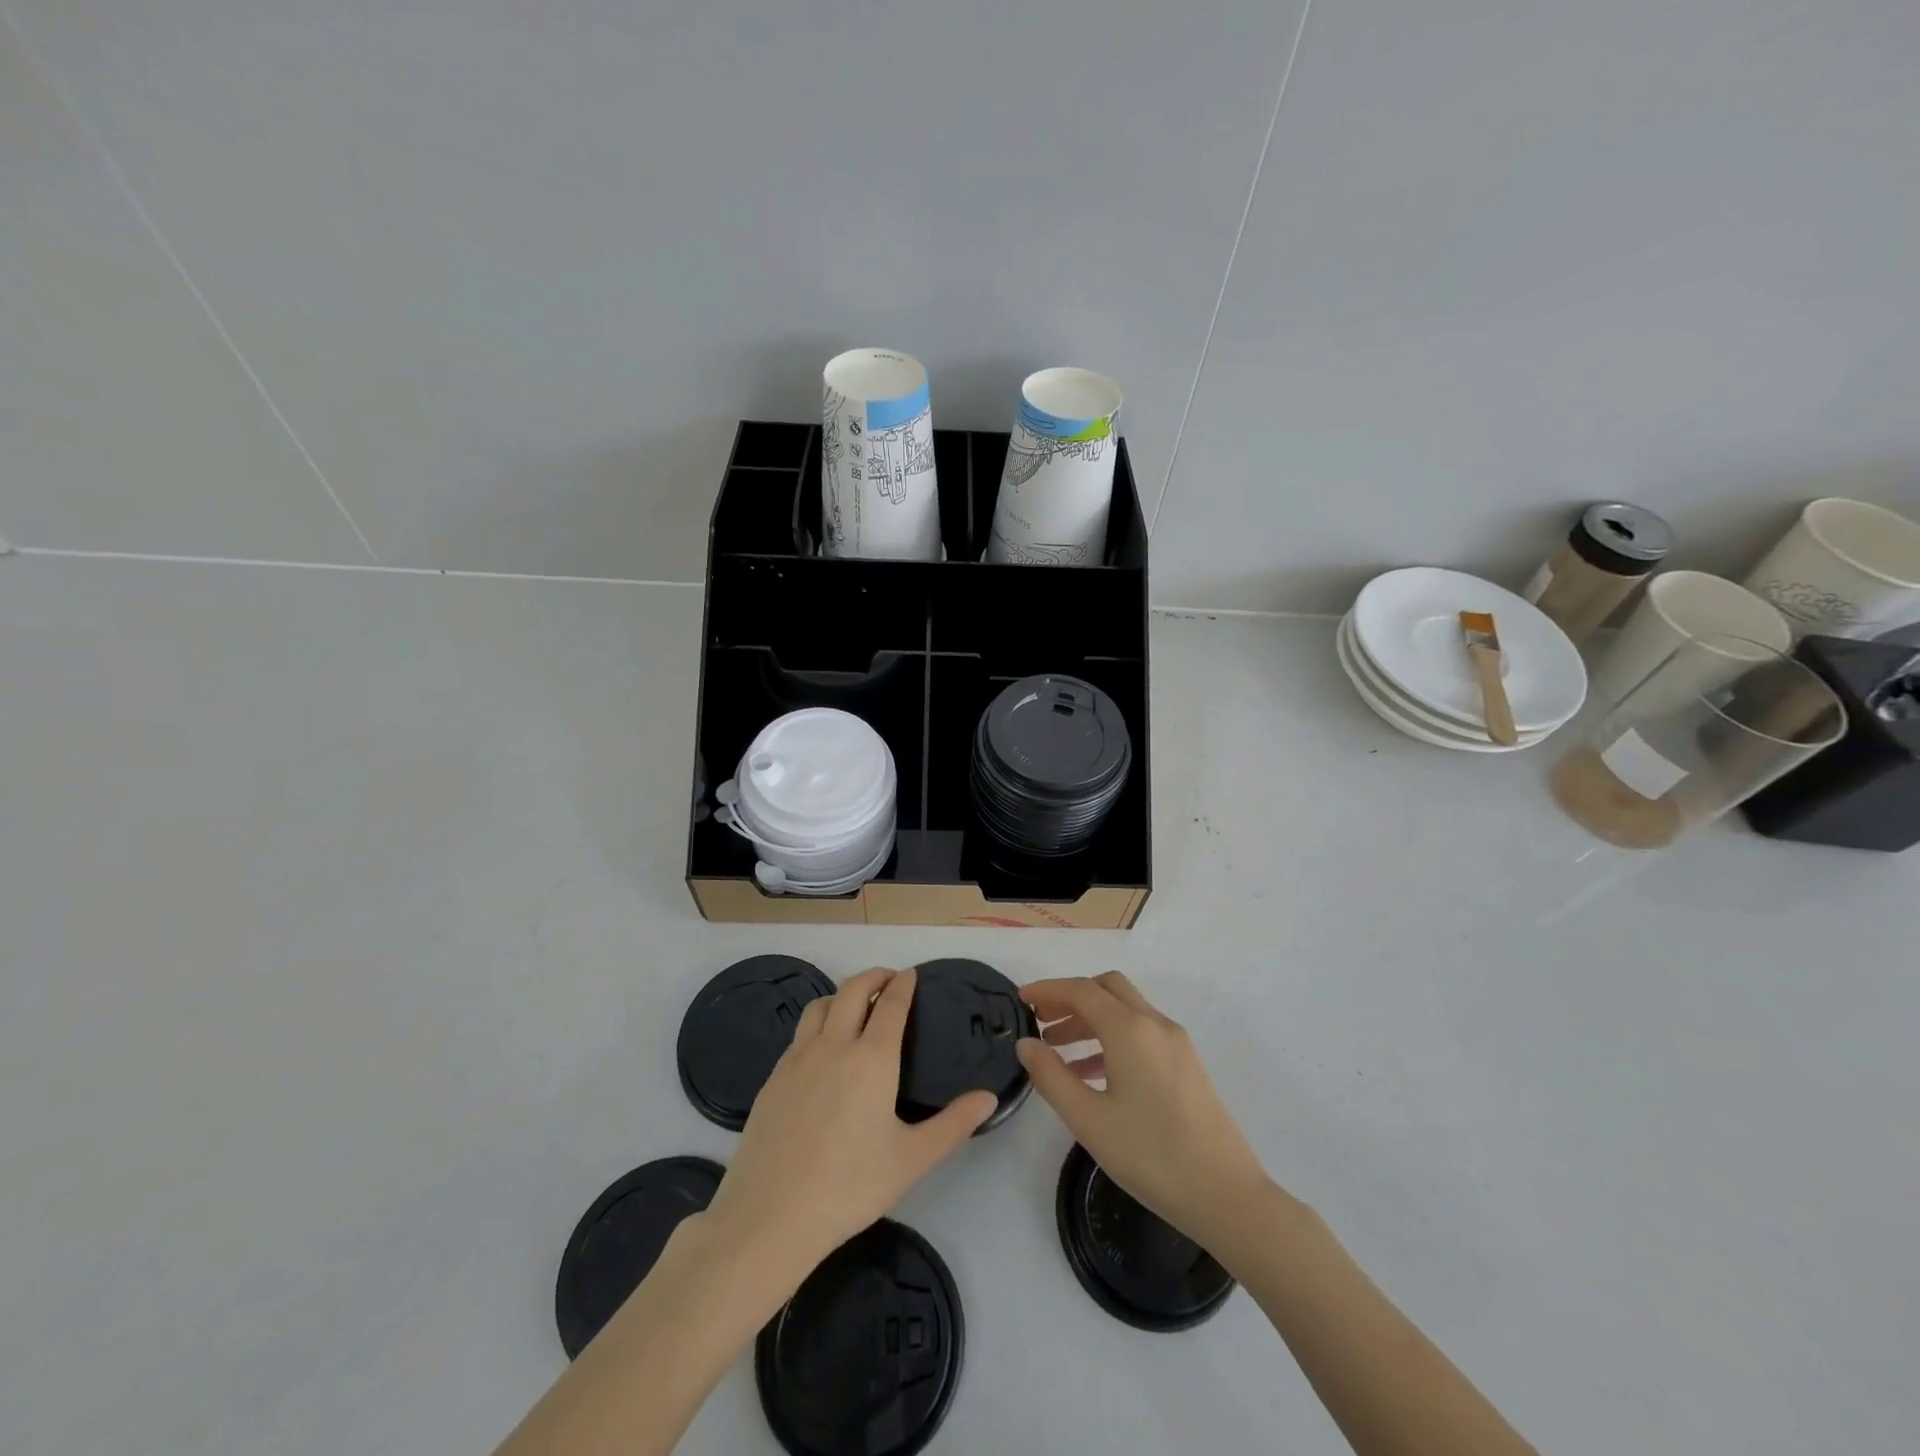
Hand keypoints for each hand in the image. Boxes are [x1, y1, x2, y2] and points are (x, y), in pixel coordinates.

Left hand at [703, 968, 997, 1288]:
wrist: (770, 1216)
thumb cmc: (850, 1187)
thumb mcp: (912, 1160)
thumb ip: (954, 1125)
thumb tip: (990, 1097)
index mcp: (872, 1058)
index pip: (891, 1004)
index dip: (903, 984)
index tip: (912, 975)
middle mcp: (834, 1045)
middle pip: (852, 990)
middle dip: (873, 977)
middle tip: (889, 980)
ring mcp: (797, 1059)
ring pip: (820, 1006)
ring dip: (841, 995)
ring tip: (855, 1006)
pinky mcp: (773, 1078)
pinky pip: (799, 1034)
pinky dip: (818, 1023)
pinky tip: (822, 1049)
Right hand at [1018, 972, 1272, 1249]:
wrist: (1227, 1196)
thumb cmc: (1151, 1156)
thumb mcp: (1089, 1120)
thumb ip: (1051, 1076)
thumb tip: (1027, 1044)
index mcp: (1130, 1029)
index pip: (1081, 990)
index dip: (1048, 990)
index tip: (1021, 999)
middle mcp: (1154, 1024)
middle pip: (1107, 988)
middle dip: (1071, 997)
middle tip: (1041, 1019)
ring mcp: (1175, 1042)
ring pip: (1125, 1010)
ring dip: (1090, 1019)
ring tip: (1058, 1050)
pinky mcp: (1186, 1063)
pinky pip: (1141, 1033)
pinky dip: (1112, 1038)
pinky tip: (1093, 1074)